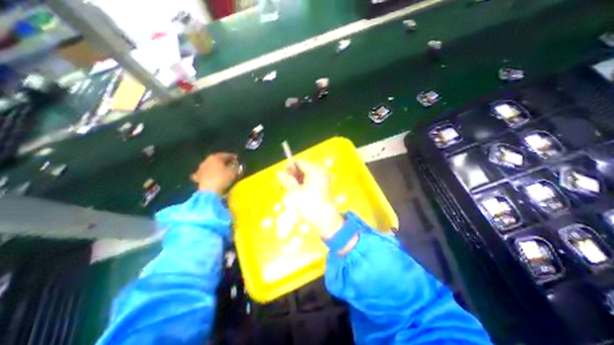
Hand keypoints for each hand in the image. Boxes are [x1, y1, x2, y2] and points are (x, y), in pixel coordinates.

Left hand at [192, 152, 238, 193]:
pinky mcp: (198, 177)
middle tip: (230, 163)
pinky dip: (207, 173)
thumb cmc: (223, 179)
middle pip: (217, 159)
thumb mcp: (233, 172)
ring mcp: (201, 169)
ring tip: (221, 170)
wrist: (209, 191)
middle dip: (223, 161)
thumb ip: (236, 166)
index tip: (237, 158)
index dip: (232, 156)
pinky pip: (204, 173)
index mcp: (215, 157)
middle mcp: (207, 161)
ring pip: (210, 165)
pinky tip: (209, 175)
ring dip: (216, 167)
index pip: (226, 155)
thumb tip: (236, 164)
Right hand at [279, 160, 343, 238]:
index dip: (290, 167)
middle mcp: (321, 173)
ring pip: (306, 177)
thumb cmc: (309, 204)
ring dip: (297, 182)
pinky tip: (297, 195)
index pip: (300, 162)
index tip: (282, 174)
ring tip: (289, 192)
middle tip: (284, 185)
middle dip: (293, 176)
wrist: (326, 220)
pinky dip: (303, 187)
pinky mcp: (324, 189)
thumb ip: (286, 180)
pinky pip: (311, 183)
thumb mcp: (295, 192)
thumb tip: (279, 173)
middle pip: (303, 169)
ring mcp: (323, 181)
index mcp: (315, 170)